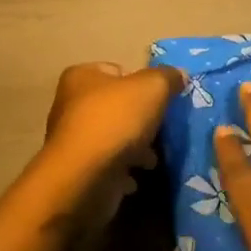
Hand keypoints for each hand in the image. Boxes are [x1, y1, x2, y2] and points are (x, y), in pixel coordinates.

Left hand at [42, 61, 182, 183]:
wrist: (84, 179)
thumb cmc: (115, 121)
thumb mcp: (152, 88)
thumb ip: (167, 77)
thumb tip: (179, 74)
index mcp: (82, 76)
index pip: (119, 71)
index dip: (142, 83)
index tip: (160, 100)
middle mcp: (71, 104)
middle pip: (117, 106)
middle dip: (141, 120)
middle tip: (160, 130)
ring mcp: (72, 140)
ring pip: (114, 137)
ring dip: (135, 148)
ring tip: (152, 159)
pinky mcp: (77, 171)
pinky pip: (107, 166)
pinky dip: (122, 171)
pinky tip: (136, 177)